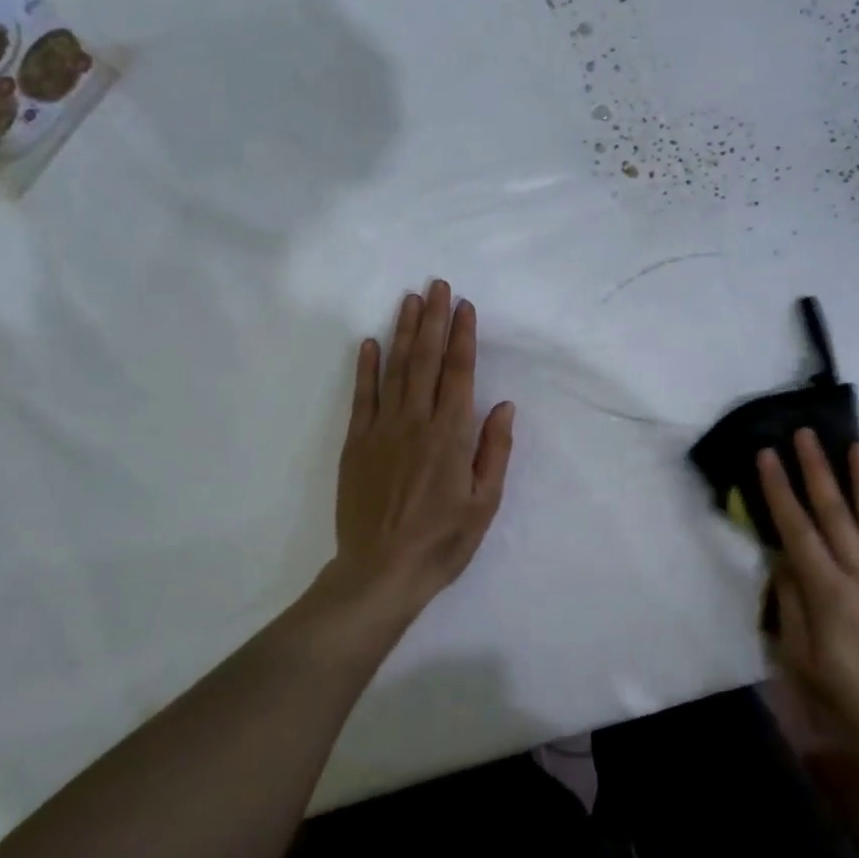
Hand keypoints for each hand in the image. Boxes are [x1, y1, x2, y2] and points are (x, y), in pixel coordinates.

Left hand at [315, 280, 515, 626]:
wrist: (381, 572)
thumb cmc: (442, 541)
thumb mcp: (485, 503)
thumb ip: (494, 450)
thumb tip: (502, 405)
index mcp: (451, 435)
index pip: (459, 373)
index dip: (462, 336)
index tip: (464, 305)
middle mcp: (416, 422)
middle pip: (425, 360)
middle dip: (433, 319)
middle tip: (437, 285)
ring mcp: (382, 430)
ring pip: (395, 370)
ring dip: (403, 332)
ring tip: (409, 300)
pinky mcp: (356, 444)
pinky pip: (362, 397)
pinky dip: (365, 368)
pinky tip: (369, 342)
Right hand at [757, 430, 858, 792]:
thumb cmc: (840, 699)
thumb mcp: (797, 657)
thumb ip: (790, 602)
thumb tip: (783, 558)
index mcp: (827, 594)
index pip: (797, 529)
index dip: (779, 489)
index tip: (768, 455)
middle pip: (836, 514)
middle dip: (817, 470)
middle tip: (807, 433)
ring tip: (854, 445)